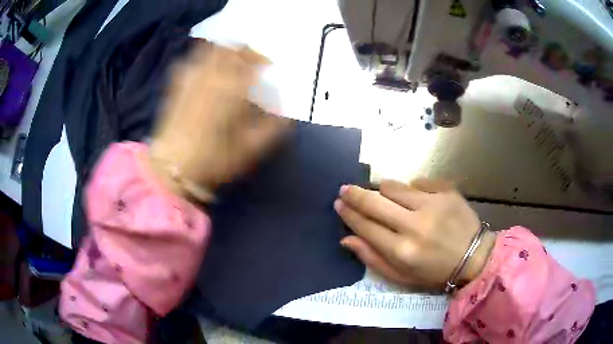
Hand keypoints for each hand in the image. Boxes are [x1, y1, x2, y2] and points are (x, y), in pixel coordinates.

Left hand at [148, 43, 289, 199]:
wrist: (174, 166)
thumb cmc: (215, 158)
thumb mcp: (252, 147)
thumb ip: (274, 127)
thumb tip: (286, 113)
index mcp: (234, 87)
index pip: (253, 60)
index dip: (264, 60)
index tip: (269, 67)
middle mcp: (214, 74)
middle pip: (232, 48)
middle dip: (246, 50)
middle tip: (252, 60)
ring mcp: (193, 76)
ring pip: (211, 49)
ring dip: (225, 50)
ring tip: (230, 59)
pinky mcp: (178, 84)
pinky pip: (192, 60)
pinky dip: (203, 60)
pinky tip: (205, 70)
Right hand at [335, 179, 495, 289]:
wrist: (474, 257)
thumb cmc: (435, 273)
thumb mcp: (401, 276)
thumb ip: (372, 258)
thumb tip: (346, 238)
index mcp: (402, 250)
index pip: (365, 226)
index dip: (348, 214)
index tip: (339, 204)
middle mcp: (415, 225)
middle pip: (375, 202)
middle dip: (355, 194)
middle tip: (344, 189)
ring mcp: (433, 204)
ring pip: (394, 186)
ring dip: (383, 190)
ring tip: (383, 196)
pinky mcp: (447, 191)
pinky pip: (418, 181)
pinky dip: (412, 188)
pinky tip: (416, 198)